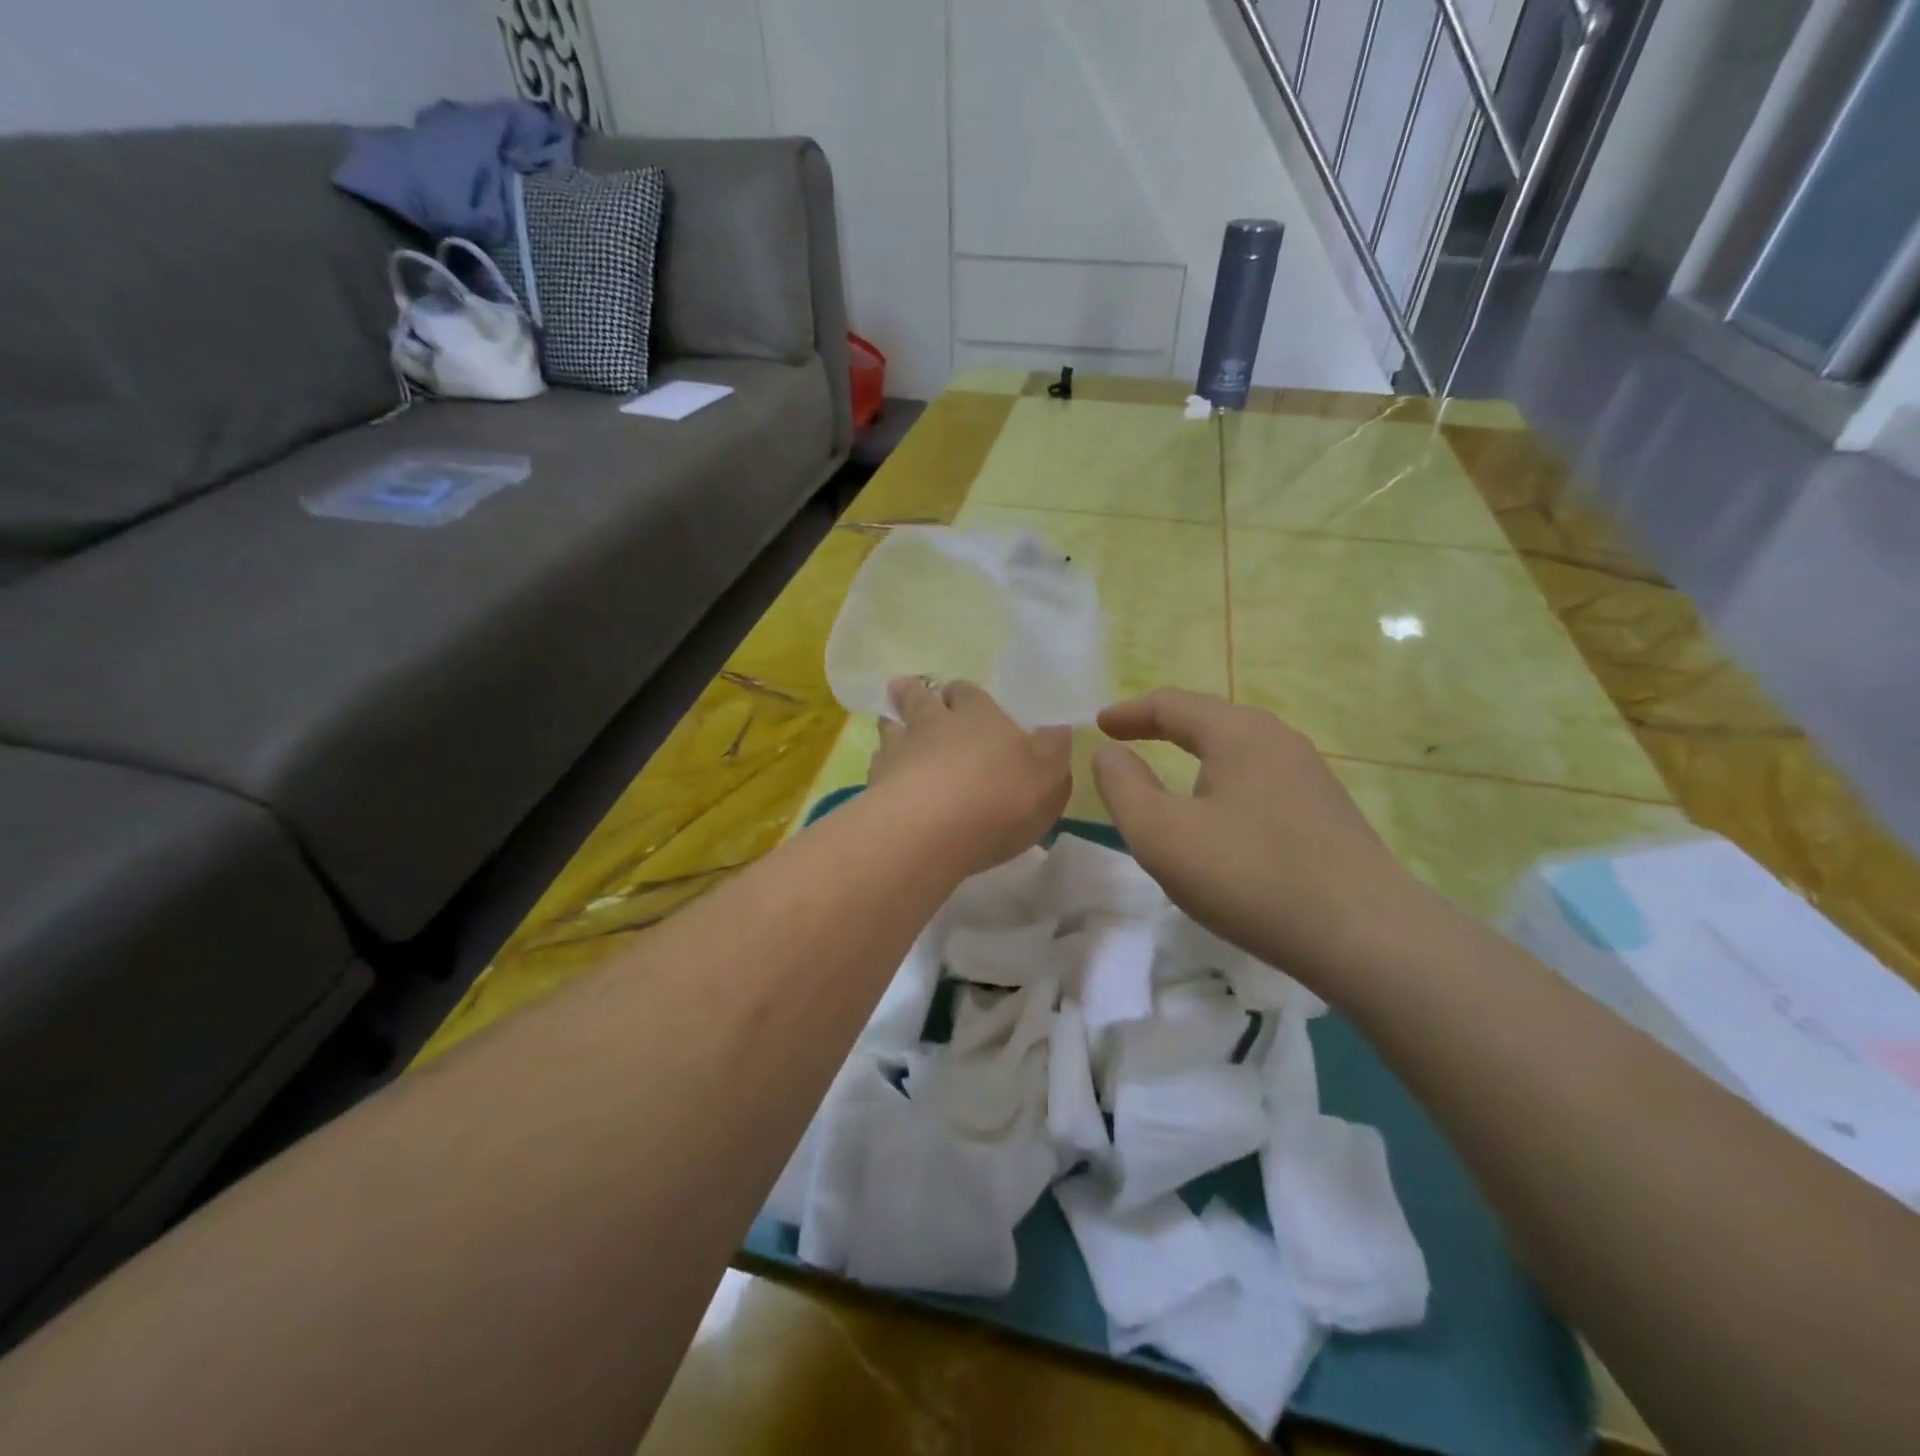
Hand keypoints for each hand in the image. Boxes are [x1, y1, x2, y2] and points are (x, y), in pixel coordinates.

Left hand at [868, 678, 1072, 874]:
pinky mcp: (875, 786)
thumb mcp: (1049, 776)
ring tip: (889, 725)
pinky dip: (880, 770)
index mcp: (979, 717)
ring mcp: (898, 753)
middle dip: (914, 693)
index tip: (958, 694)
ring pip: (890, 729)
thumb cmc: (1000, 798)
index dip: (964, 694)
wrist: (930, 830)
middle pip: (919, 700)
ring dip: (891, 726)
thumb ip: (1053, 751)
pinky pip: (876, 768)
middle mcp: (934, 725)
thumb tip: (1055, 729)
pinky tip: (883, 779)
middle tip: (904, 687)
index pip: (968, 693)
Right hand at [1091, 690, 1418, 989]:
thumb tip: (1109, 753)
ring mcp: (1310, 777)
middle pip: (1209, 721)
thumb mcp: (1162, 834)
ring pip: (1239, 753)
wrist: (1367, 936)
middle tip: (1129, 742)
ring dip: (1196, 758)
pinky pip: (1260, 783)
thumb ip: (1124, 788)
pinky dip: (1224, 787)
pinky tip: (1222, 821)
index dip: (1129, 713)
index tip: (1099, 725)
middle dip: (1163, 728)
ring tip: (1171, 779)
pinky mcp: (1327, 815)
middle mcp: (1279, 741)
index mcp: (1238, 733)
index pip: (1172, 705)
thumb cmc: (1249, 875)